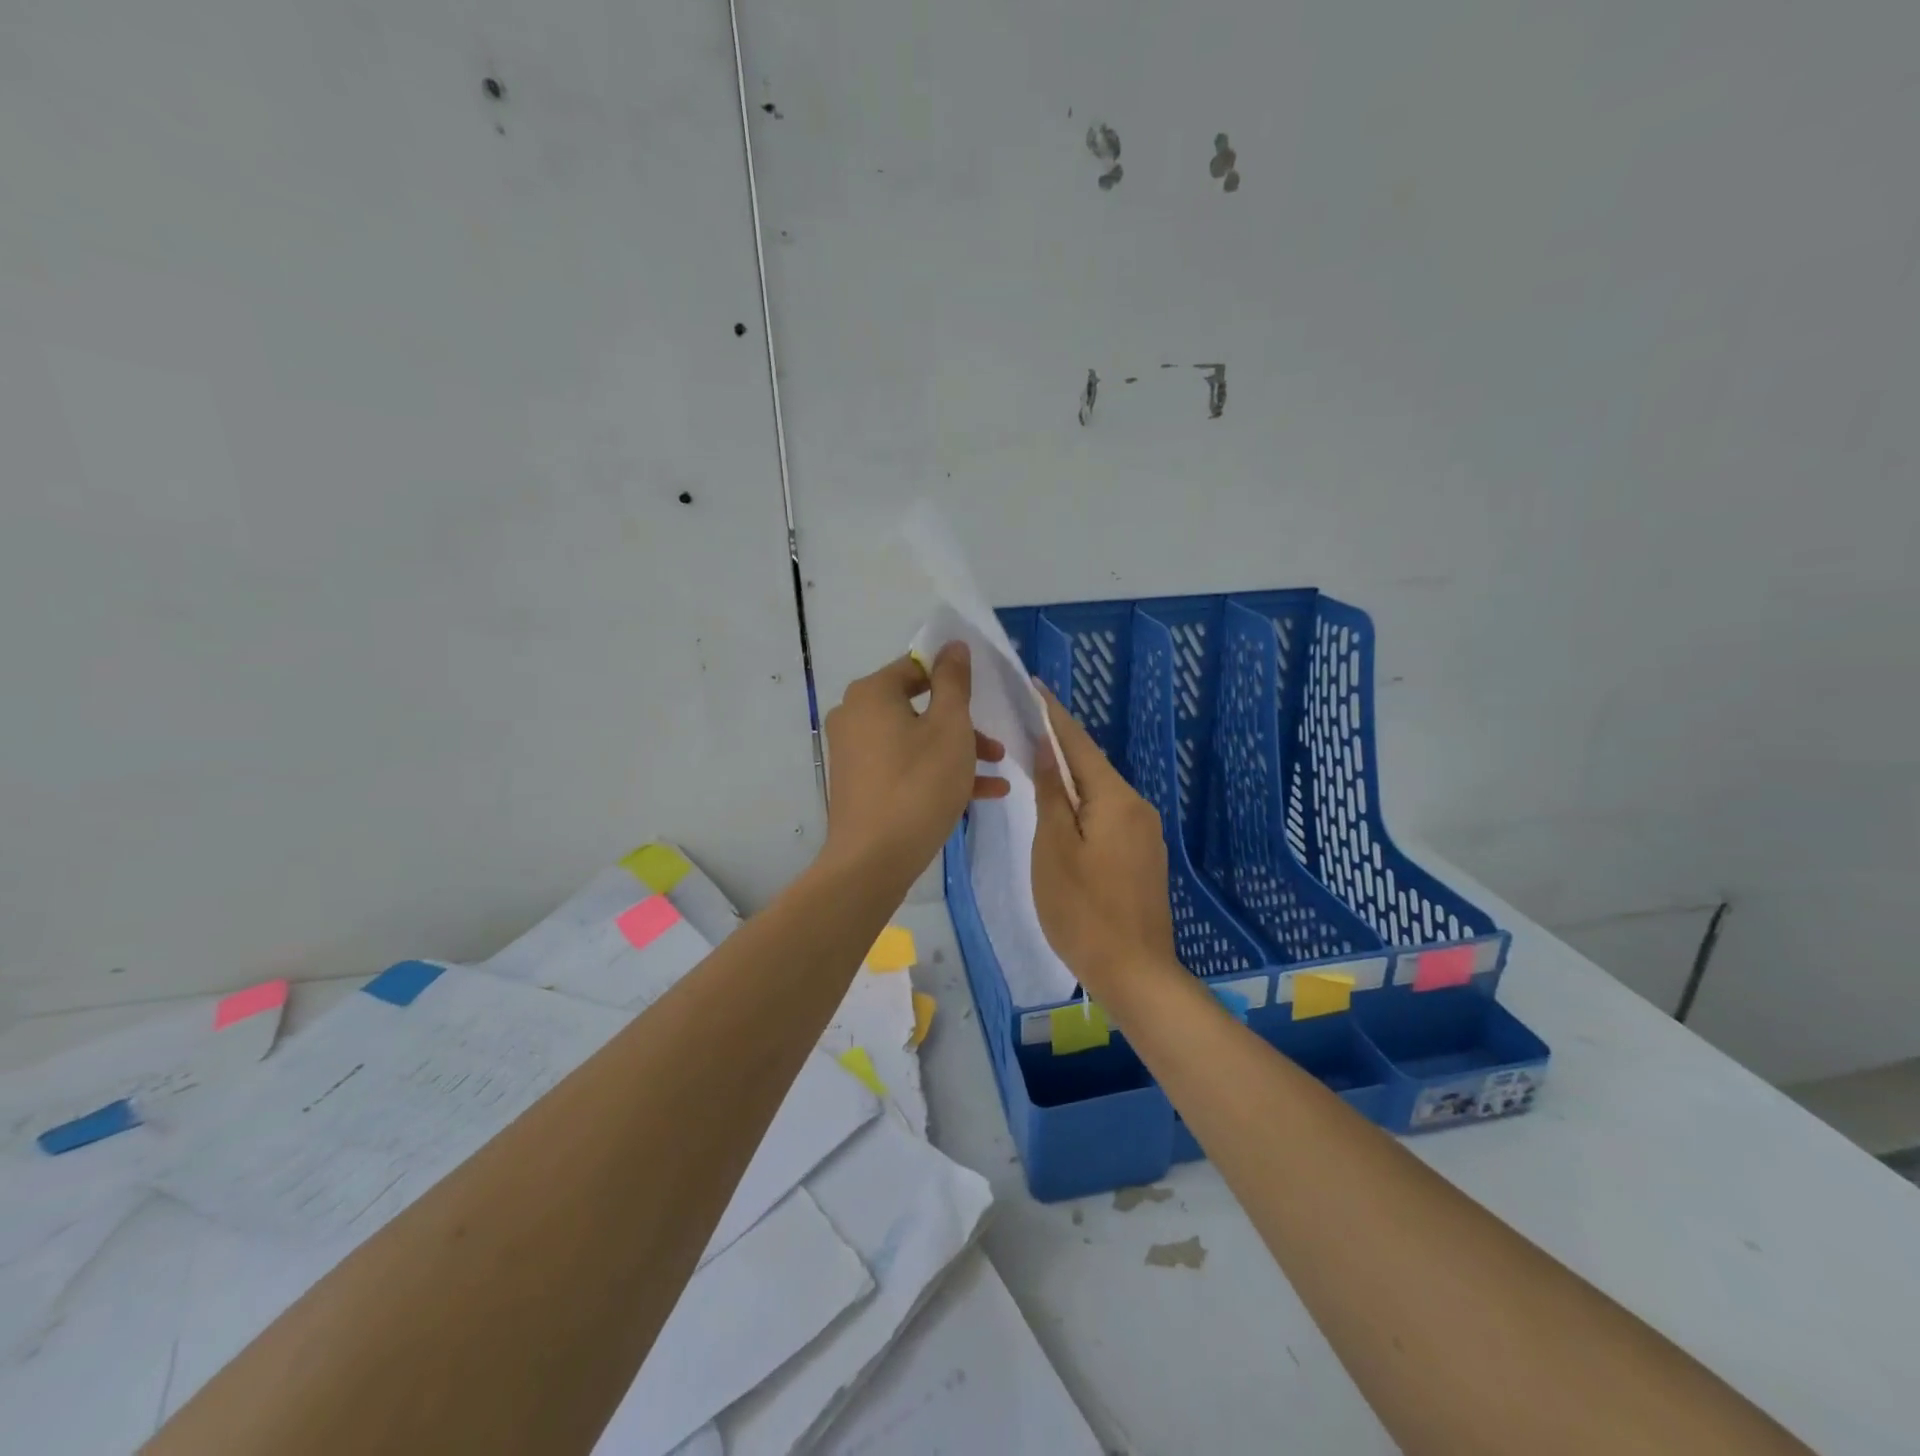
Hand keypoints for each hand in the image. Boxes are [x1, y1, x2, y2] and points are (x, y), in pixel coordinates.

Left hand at [823, 645, 1007, 877]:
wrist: (873, 861)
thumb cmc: (918, 784)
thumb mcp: (950, 727)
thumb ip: (954, 682)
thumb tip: (952, 645)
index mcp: (872, 693)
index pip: (917, 667)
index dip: (954, 677)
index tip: (984, 695)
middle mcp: (855, 717)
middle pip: (918, 707)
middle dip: (963, 725)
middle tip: (996, 746)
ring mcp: (854, 753)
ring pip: (915, 741)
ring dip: (957, 753)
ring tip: (997, 773)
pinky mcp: (860, 785)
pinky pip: (904, 767)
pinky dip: (937, 774)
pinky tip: (981, 795)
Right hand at [1031, 683, 1180, 998]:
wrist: (1135, 972)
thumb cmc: (1083, 910)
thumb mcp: (1054, 848)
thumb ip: (1052, 794)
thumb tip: (1048, 748)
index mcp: (1115, 799)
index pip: (1079, 743)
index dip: (1053, 714)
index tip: (1033, 685)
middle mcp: (1137, 807)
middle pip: (1092, 765)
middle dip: (1059, 744)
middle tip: (1023, 724)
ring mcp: (1144, 833)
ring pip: (1100, 791)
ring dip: (1069, 776)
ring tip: (1034, 761)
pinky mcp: (1142, 856)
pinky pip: (1107, 814)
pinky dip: (1082, 804)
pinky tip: (1061, 809)